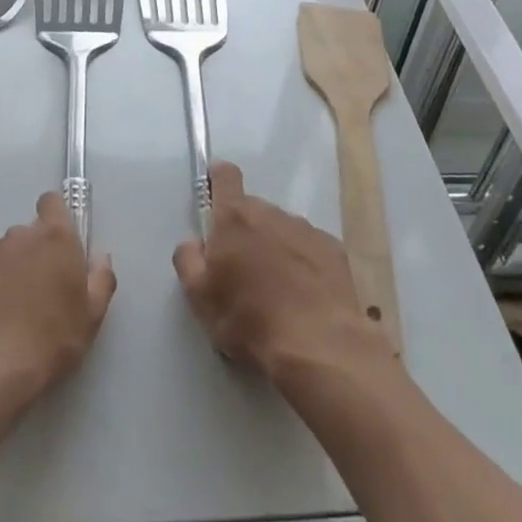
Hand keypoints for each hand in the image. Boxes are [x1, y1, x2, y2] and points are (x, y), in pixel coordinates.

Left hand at [0, 191, 116, 399]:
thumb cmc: (49, 339)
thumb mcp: (91, 316)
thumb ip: (100, 280)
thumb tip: (100, 257)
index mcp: (55, 238)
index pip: (52, 202)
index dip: (55, 216)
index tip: (59, 243)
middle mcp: (20, 236)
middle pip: (29, 234)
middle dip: (34, 255)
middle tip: (39, 293)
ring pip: (3, 255)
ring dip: (9, 272)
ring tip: (9, 313)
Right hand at [173, 161, 392, 384]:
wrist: (319, 345)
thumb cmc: (249, 320)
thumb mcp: (200, 298)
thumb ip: (188, 261)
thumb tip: (193, 242)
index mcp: (234, 218)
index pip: (225, 176)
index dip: (218, 179)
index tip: (215, 194)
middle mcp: (271, 213)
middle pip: (252, 209)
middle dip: (244, 230)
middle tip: (241, 269)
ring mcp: (305, 229)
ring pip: (281, 228)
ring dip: (274, 246)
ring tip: (276, 289)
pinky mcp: (333, 249)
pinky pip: (308, 247)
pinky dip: (302, 262)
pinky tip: (303, 295)